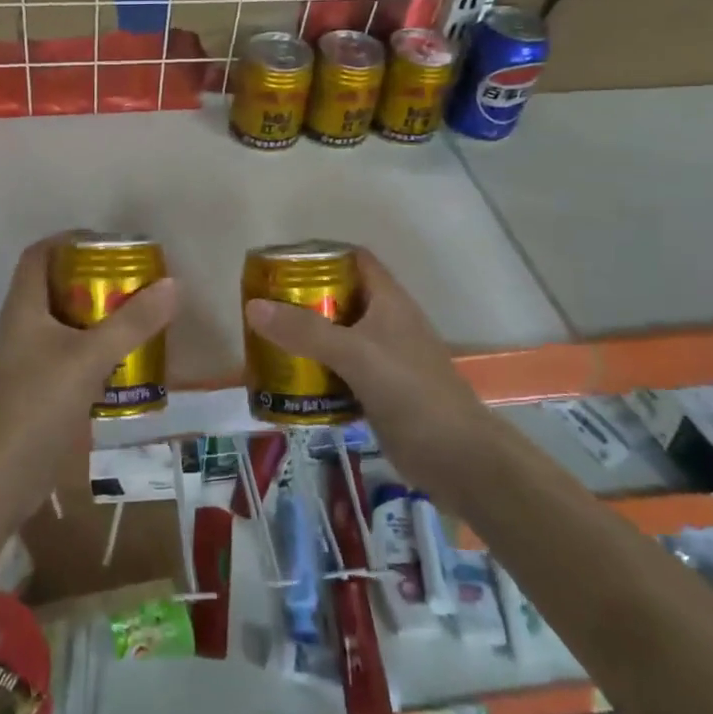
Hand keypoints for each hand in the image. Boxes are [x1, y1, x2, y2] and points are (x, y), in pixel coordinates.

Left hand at [0, 235, 178, 520]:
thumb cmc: (38, 405)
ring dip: (97, 317)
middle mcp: (21, 327)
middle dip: (94, 280)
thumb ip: (132, 322)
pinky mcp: (38, 390)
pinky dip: (95, 351)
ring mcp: (27, 360)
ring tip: (137, 317)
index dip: (69, 240)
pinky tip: (125, 363)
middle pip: (56, 287)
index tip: (110, 244)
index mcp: (23, 308)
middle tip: (134, 282)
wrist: (1, 477)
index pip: (39, 255)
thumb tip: (173, 284)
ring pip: (65, 323)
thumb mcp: (89, 358)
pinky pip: (69, 355)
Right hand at [243, 248, 484, 488]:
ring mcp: (383, 358)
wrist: (458, 459)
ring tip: (265, 340)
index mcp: (388, 301)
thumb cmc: (412, 393)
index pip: (353, 259)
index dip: (320, 254)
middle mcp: (386, 323)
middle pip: (339, 297)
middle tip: (262, 306)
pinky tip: (288, 381)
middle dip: (302, 298)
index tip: (279, 264)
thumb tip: (253, 306)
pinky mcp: (377, 391)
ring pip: (337, 336)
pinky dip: (314, 371)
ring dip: (305, 337)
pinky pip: (338, 370)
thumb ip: (305, 331)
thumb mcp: (355, 355)